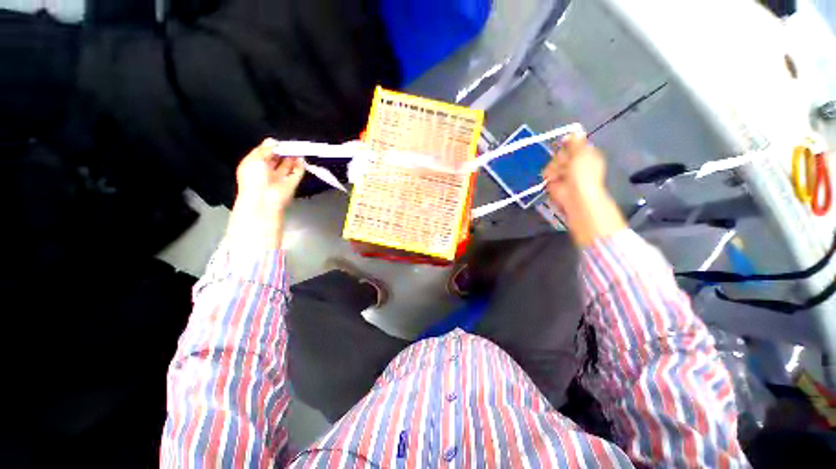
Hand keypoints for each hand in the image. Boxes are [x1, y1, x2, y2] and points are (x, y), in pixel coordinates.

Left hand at [227, 138, 305, 248]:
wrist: (263, 201)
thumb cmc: (253, 181)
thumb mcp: (254, 159)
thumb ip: (265, 149)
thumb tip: (273, 142)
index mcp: (254, 166)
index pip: (263, 153)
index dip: (270, 146)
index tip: (277, 142)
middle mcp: (267, 172)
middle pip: (277, 159)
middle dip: (283, 151)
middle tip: (289, 145)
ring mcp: (280, 179)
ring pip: (288, 166)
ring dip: (293, 158)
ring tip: (297, 150)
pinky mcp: (291, 184)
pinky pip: (297, 173)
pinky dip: (300, 166)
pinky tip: (301, 159)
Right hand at [542, 133, 625, 246]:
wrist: (574, 195)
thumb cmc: (583, 173)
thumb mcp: (582, 153)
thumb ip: (576, 142)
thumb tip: (575, 131)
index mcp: (585, 154)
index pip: (574, 143)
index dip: (569, 143)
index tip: (565, 142)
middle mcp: (574, 162)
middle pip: (561, 152)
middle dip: (562, 157)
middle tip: (567, 164)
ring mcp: (563, 171)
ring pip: (553, 162)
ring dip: (555, 167)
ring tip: (560, 174)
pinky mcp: (552, 180)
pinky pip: (546, 172)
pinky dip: (549, 175)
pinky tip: (554, 178)